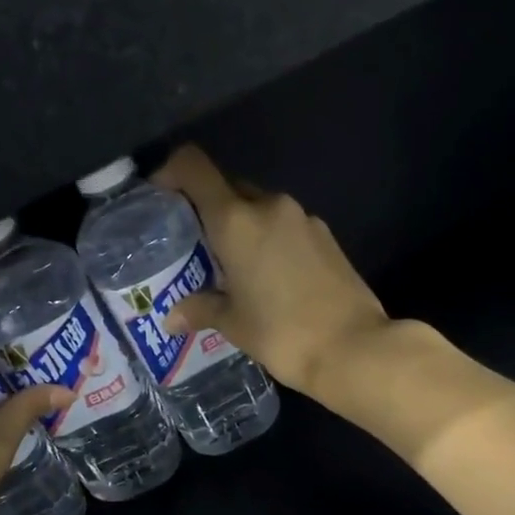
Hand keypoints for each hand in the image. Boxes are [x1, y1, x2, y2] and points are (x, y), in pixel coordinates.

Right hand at [152, 144, 389, 401]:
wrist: (353, 347)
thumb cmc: (282, 333)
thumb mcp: (234, 324)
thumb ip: (200, 309)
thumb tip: (173, 317)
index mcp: (236, 220)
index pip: (194, 167)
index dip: (171, 171)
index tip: (160, 195)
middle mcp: (269, 206)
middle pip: (228, 188)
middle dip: (207, 208)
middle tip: (195, 245)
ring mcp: (303, 218)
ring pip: (259, 208)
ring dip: (241, 227)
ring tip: (231, 266)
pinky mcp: (326, 236)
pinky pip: (285, 226)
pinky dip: (269, 240)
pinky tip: (268, 276)